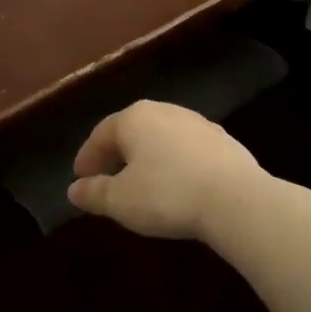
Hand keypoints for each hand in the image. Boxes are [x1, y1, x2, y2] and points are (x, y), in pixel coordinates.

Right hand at [66, 100, 267, 240]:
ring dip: (147, 157)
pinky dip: (174, 163)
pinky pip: (187, 149)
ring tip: (141, 182)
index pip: (101, 134)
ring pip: (161, 138)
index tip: (80, 177)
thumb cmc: (167, 195)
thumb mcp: (120, 200)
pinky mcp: (223, 141)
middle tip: (106, 177)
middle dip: (116, 153)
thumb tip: (74, 190)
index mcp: (135, 118)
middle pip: (132, 131)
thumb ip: (93, 193)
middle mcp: (165, 111)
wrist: (236, 199)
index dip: (87, 157)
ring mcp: (197, 123)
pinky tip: (176, 184)